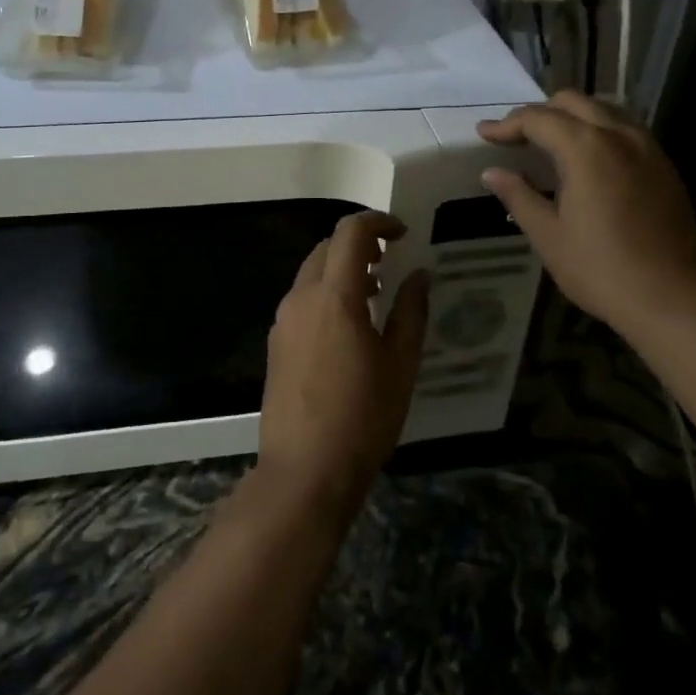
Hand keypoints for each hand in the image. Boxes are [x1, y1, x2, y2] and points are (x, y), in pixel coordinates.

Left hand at [259, 212, 429, 517]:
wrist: (304, 471)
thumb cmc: (363, 417)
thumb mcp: (401, 364)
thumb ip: (411, 311)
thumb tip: (419, 275)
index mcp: (334, 296)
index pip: (350, 232)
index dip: (378, 222)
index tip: (402, 235)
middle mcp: (301, 298)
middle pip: (327, 248)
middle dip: (359, 245)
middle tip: (391, 265)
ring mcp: (283, 321)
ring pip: (311, 273)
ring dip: (342, 270)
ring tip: (374, 296)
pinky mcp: (276, 343)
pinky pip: (302, 299)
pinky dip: (326, 293)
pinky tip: (348, 326)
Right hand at [477, 91, 695, 333]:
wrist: (673, 298)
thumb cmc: (601, 269)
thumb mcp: (549, 235)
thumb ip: (519, 196)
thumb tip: (492, 173)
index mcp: (587, 148)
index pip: (538, 118)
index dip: (507, 124)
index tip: (484, 134)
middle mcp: (620, 135)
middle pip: (573, 102)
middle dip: (539, 112)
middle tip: (515, 137)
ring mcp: (648, 148)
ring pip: (604, 110)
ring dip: (572, 117)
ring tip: (549, 143)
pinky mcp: (664, 166)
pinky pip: (626, 129)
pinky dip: (599, 131)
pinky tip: (588, 159)